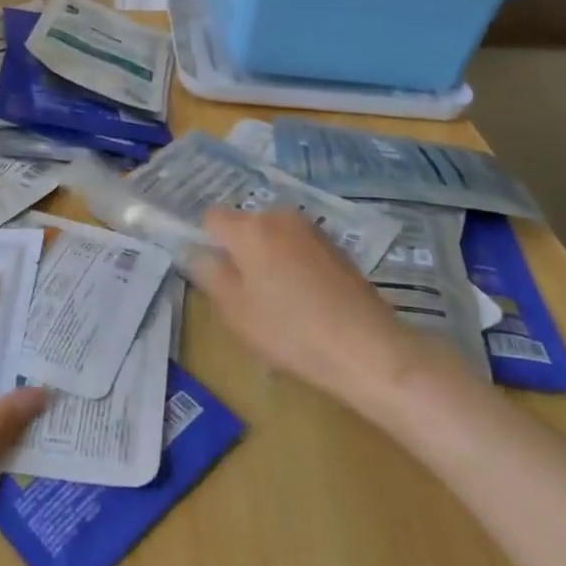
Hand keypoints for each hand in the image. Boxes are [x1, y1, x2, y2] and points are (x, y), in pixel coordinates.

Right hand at [197, 208, 448, 400]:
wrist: (368, 348)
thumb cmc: (290, 331)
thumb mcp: (235, 311)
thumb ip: (210, 275)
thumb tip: (197, 253)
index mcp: (250, 228)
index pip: (211, 218)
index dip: (206, 242)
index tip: (212, 274)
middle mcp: (279, 217)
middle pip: (244, 226)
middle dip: (238, 252)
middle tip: (243, 295)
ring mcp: (311, 230)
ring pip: (272, 237)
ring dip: (266, 259)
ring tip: (276, 303)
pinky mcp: (335, 247)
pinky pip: (297, 248)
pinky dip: (292, 266)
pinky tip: (304, 302)